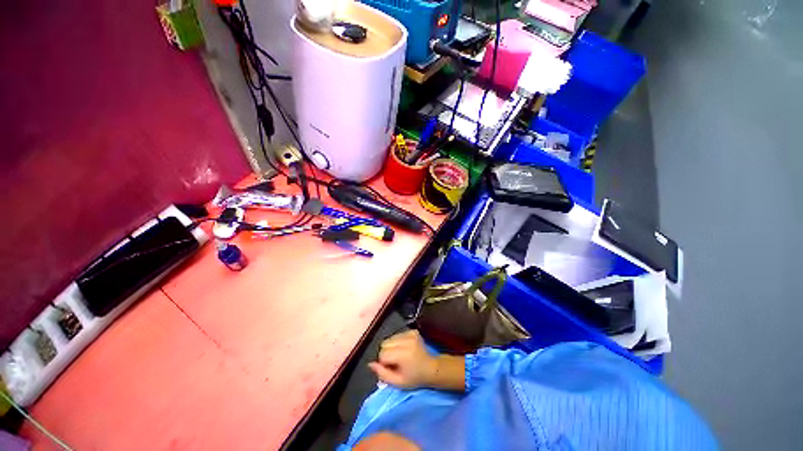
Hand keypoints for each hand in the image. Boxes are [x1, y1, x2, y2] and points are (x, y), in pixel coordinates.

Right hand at [368, 330, 437, 388]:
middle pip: (384, 344)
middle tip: (396, 362)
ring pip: (389, 339)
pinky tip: (405, 349)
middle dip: (387, 354)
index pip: (382, 354)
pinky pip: (396, 335)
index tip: (393, 368)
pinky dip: (397, 342)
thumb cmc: (415, 378)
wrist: (433, 369)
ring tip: (401, 356)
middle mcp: (407, 341)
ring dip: (391, 348)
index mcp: (404, 354)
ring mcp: (411, 334)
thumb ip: (382, 374)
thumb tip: (371, 364)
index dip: (385, 363)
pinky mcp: (413, 332)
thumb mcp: (398, 382)